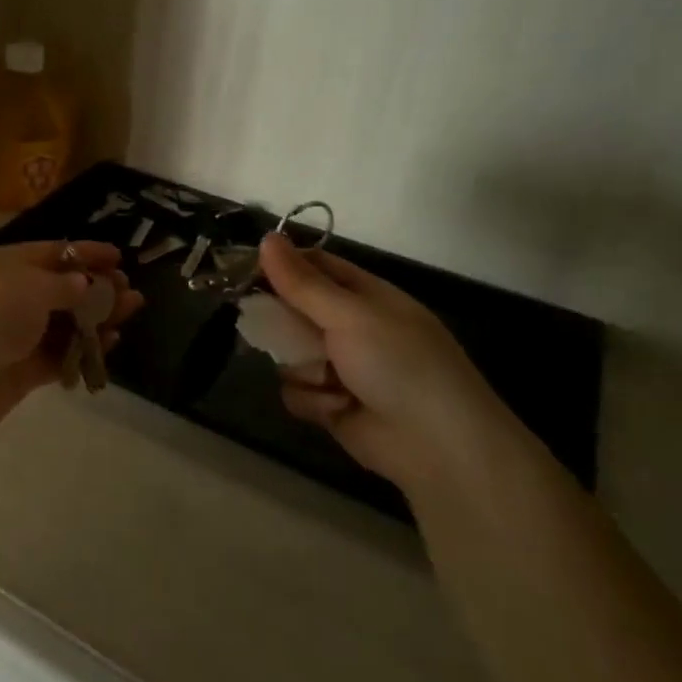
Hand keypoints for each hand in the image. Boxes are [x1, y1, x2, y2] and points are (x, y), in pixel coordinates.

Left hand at [0, 241, 144, 447]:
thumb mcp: (27, 286)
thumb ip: (62, 285)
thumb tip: (82, 284)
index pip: (48, 253)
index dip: (83, 253)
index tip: (118, 256)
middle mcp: (4, 298)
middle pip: (58, 289)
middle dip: (95, 288)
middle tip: (130, 291)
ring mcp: (10, 337)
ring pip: (62, 324)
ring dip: (96, 318)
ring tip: (131, 313)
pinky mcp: (17, 373)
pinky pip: (57, 356)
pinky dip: (82, 349)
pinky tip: (110, 343)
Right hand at [257, 234, 525, 486]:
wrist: (437, 444)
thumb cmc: (398, 363)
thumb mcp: (350, 315)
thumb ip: (302, 282)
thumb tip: (267, 238)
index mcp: (363, 296)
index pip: (313, 266)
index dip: (279, 265)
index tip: (244, 270)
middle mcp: (349, 327)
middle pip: (292, 310)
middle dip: (282, 323)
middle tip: (271, 328)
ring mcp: (339, 367)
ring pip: (288, 354)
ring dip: (302, 368)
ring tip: (329, 381)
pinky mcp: (329, 404)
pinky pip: (295, 391)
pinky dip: (312, 400)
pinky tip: (337, 408)